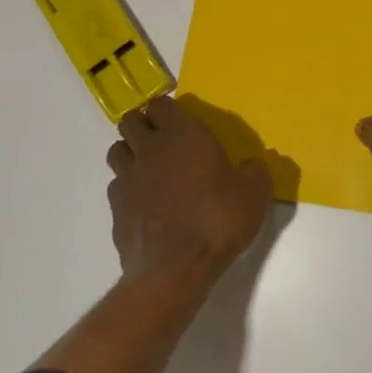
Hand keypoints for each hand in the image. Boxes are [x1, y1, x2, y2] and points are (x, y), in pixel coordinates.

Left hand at [106, 96, 272, 285]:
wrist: (176, 268)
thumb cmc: (217, 219)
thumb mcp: (255, 193)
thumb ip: (255, 172)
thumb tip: (253, 165)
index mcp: (182, 133)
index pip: (161, 104)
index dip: (167, 110)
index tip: (178, 121)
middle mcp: (150, 148)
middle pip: (131, 121)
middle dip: (142, 126)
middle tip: (161, 141)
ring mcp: (128, 177)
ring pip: (117, 150)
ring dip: (130, 153)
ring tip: (148, 168)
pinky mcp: (115, 208)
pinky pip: (116, 186)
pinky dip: (126, 188)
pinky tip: (143, 203)